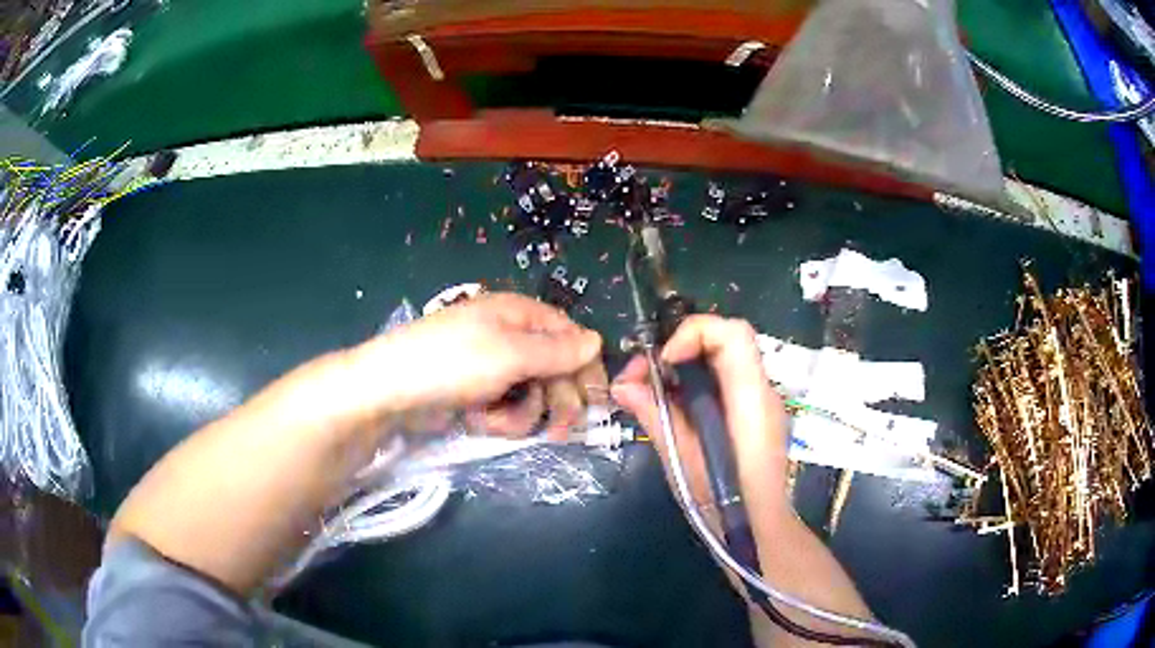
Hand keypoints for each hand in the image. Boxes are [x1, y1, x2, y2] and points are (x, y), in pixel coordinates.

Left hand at [348, 293, 606, 436]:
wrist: (389, 390)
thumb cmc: (452, 363)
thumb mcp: (510, 354)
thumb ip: (557, 351)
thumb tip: (597, 340)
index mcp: (519, 314)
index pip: (570, 336)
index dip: (587, 367)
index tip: (601, 399)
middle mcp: (509, 336)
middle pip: (555, 369)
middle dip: (557, 401)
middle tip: (562, 431)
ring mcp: (491, 366)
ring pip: (532, 394)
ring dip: (521, 415)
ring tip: (496, 424)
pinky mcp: (477, 393)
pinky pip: (506, 407)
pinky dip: (498, 419)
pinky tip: (479, 422)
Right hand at [611, 315, 792, 521]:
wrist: (759, 533)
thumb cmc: (724, 502)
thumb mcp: (682, 460)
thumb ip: (656, 415)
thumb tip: (622, 386)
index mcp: (750, 398)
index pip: (733, 334)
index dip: (693, 334)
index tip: (662, 363)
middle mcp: (762, 391)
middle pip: (724, 341)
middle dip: (678, 349)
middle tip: (640, 377)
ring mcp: (761, 402)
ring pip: (721, 361)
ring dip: (682, 367)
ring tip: (648, 394)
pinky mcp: (754, 416)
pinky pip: (724, 383)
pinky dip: (694, 385)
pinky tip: (672, 410)